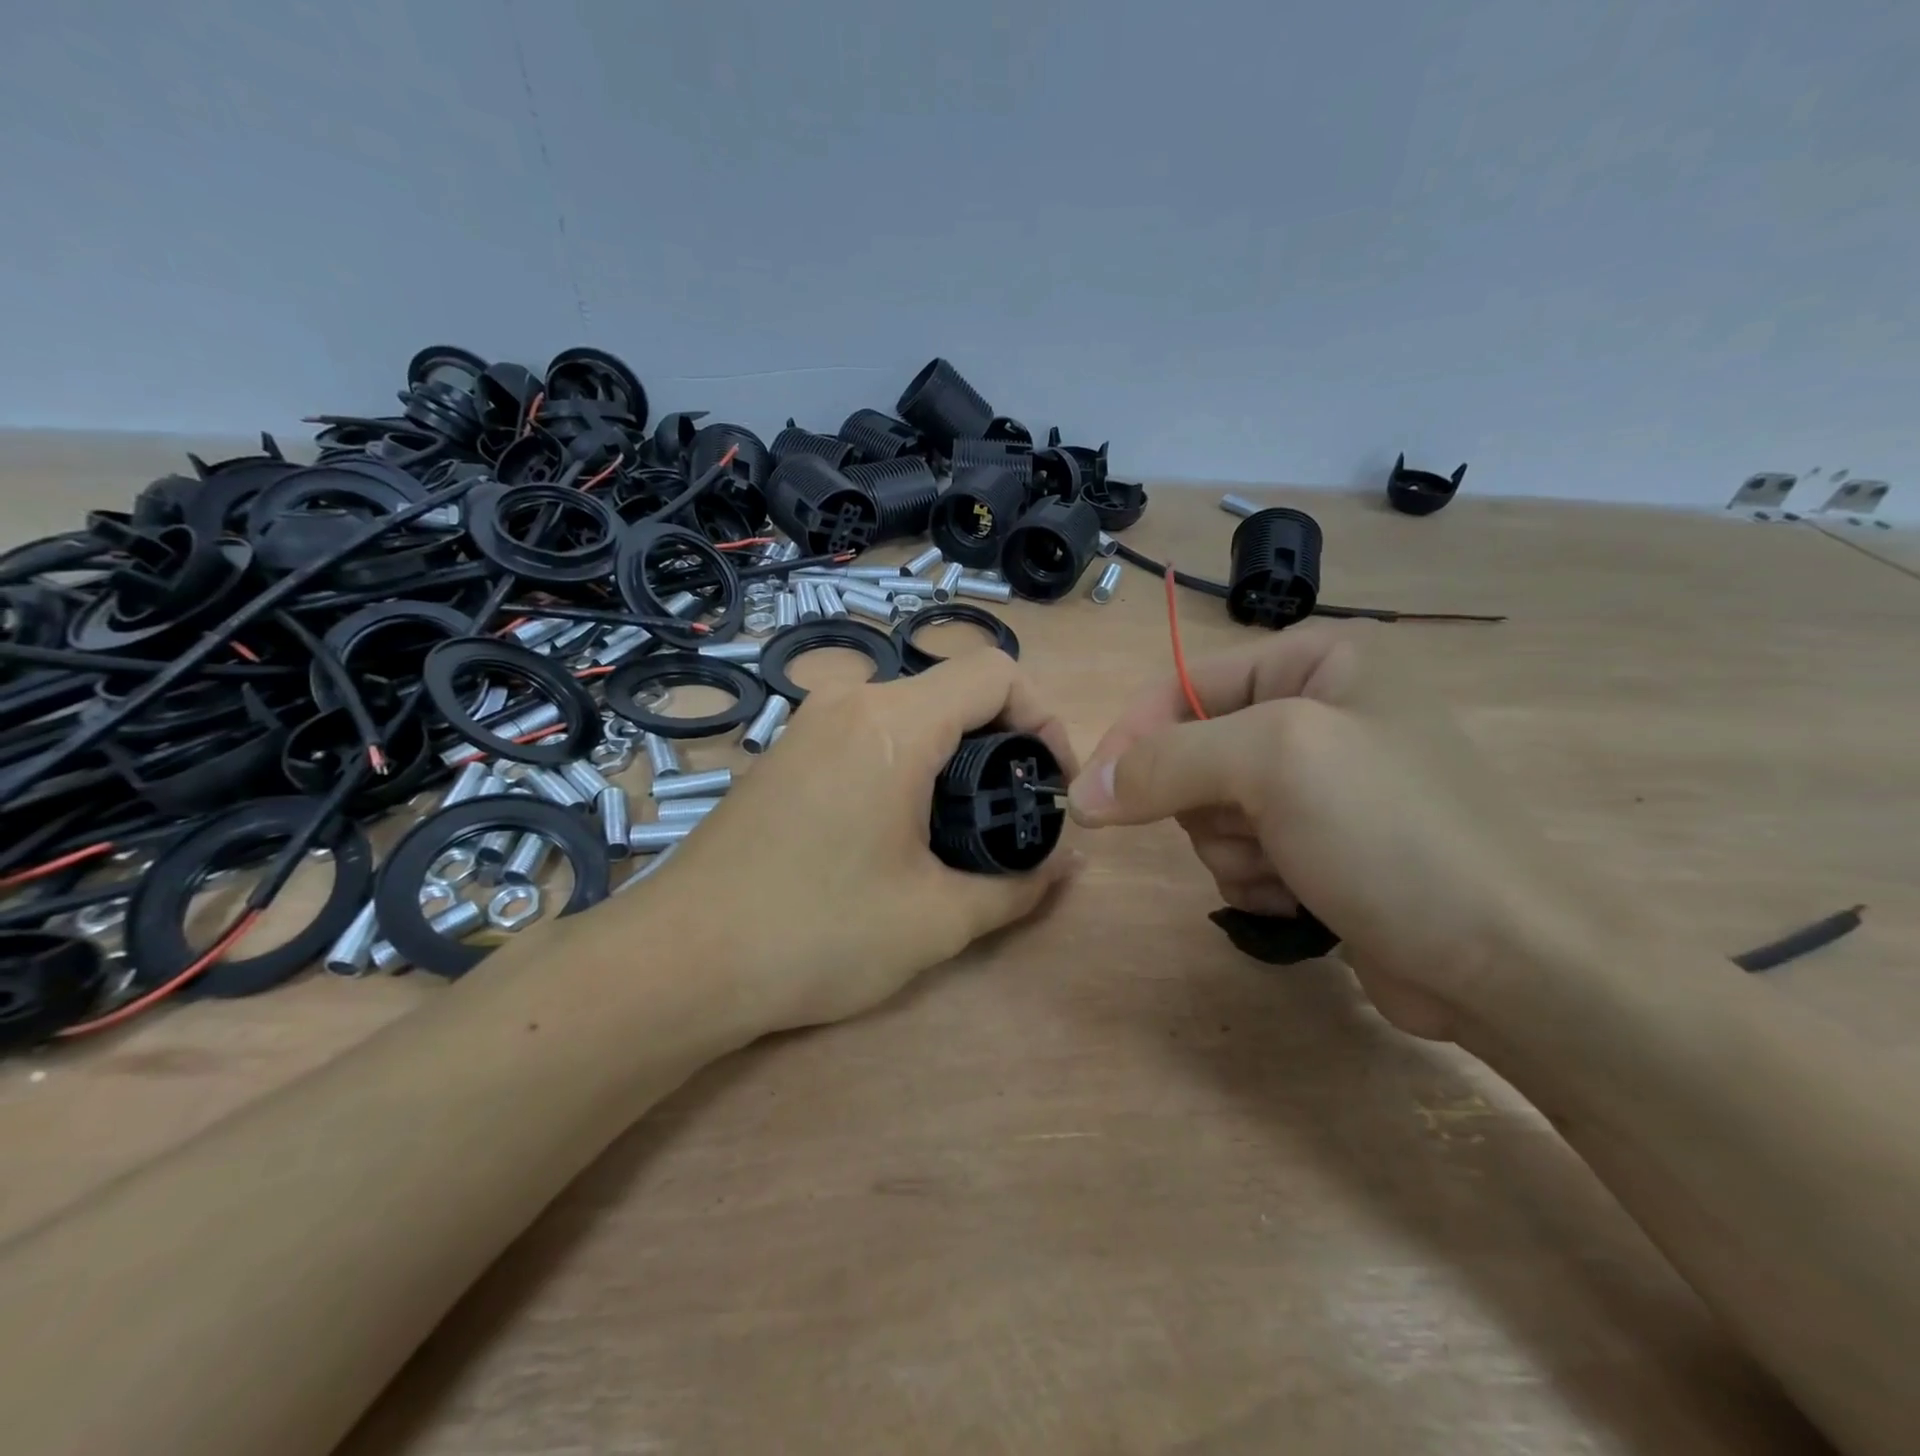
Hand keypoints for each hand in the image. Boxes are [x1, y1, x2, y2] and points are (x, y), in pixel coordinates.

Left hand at [646, 650, 1080, 1033]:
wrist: (678, 962)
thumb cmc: (816, 934)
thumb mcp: (935, 921)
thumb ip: (1018, 886)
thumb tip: (1070, 863)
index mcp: (894, 723)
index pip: (996, 672)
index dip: (1044, 717)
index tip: (1052, 781)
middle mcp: (849, 703)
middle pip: (953, 691)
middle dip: (1002, 743)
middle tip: (1014, 814)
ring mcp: (809, 725)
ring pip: (910, 714)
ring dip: (952, 756)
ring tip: (961, 829)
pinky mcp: (784, 754)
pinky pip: (867, 735)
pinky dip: (905, 764)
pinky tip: (896, 830)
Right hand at [1067, 624, 1614, 1040]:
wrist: (1511, 965)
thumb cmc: (1395, 834)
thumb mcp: (1274, 764)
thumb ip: (1166, 762)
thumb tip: (1083, 793)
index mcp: (1318, 661)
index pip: (1183, 682)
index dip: (1132, 736)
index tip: (1092, 797)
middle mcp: (1318, 712)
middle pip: (1193, 751)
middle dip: (1207, 804)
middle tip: (1254, 830)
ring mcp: (1319, 785)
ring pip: (1210, 810)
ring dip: (1233, 848)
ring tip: (1291, 868)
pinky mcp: (1320, 846)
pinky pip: (1241, 852)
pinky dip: (1257, 878)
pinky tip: (1305, 894)